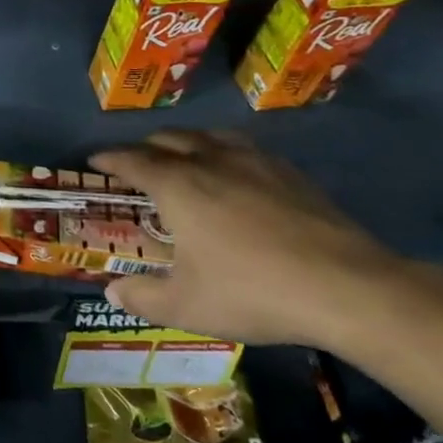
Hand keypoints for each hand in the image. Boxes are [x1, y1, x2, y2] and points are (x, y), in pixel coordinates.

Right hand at [90, 130, 415, 349]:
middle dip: (145, 148)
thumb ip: (142, 298)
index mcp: (177, 185)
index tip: (94, 161)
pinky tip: (235, 173)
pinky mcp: (288, 172)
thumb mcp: (187, 306)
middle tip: (137, 166)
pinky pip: (242, 147)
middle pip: (168, 139)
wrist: (348, 287)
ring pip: (207, 136)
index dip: (109, 158)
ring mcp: (253, 161)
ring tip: (183, 160)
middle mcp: (209, 161)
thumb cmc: (253, 292)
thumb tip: (111, 291)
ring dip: (186, 143)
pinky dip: (223, 151)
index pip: (131, 160)